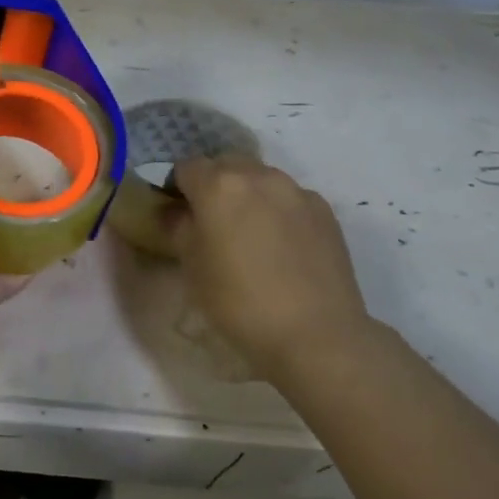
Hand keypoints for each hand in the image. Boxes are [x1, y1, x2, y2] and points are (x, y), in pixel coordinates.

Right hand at [163, 156, 374, 383]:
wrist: (316, 333)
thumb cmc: (239, 302)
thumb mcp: (192, 268)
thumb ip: (178, 228)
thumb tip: (174, 211)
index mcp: (218, 185)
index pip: (186, 167)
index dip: (178, 188)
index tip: (180, 215)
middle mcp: (258, 175)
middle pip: (226, 165)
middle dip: (215, 185)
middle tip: (214, 224)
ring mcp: (295, 190)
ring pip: (260, 178)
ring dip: (249, 195)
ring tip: (252, 235)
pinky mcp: (324, 209)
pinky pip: (290, 198)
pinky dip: (279, 211)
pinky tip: (283, 247)